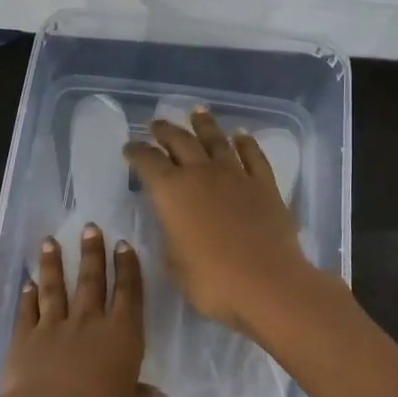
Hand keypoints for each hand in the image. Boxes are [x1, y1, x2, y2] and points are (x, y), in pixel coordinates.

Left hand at [0, 225, 153, 396]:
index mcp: (121, 336)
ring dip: (53, 265)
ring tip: (50, 242)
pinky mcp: (24, 339)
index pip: (128, 294)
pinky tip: (27, 285)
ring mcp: (54, 327)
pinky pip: (28, 312)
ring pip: (55, 288)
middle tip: (90, 228)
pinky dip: (28, 297)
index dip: (127, 268)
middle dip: (92, 253)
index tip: (123, 245)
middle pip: (91, 281)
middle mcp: (89, 323)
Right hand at [124, 106, 317, 335]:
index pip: (147, 162)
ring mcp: (236, 175)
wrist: (267, 284)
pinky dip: (245, 143)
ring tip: (196, 112)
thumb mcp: (174, 264)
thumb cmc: (212, 281)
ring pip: (216, 140)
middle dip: (165, 131)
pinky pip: (253, 155)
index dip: (136, 152)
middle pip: (180, 142)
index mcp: (171, 192)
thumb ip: (170, 237)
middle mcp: (201, 174)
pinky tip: (241, 135)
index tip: (129, 148)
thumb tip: (174, 225)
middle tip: (156, 124)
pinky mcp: (264, 185)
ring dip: (204, 125)